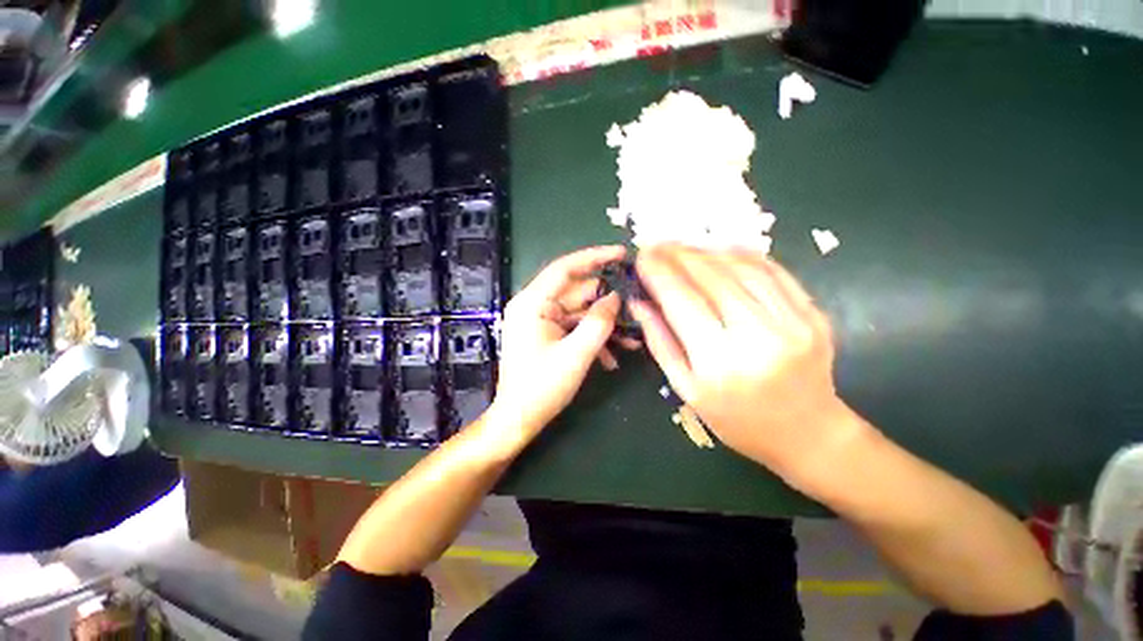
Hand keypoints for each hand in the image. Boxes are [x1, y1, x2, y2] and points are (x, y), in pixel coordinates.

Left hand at [489, 246, 639, 444]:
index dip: (595, 257)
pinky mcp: (546, 334)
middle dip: (607, 302)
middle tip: (636, 307)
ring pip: (579, 312)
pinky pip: (574, 327)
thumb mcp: (576, 354)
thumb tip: (615, 297)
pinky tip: (612, 357)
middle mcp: (534, 305)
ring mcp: (540, 320)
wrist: (518, 420)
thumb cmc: (541, 388)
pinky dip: (592, 338)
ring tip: (631, 340)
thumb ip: (599, 322)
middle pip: (577, 293)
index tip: (622, 253)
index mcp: (532, 303)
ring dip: (604, 325)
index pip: (565, 268)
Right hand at [631, 245, 864, 484]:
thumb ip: (661, 342)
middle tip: (658, 245)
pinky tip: (723, 249)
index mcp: (719, 362)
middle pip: (711, 278)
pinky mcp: (813, 314)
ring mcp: (792, 322)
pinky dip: (745, 255)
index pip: (682, 301)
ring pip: (743, 268)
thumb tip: (640, 303)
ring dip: (708, 251)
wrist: (807, 434)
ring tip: (684, 247)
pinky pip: (774, 273)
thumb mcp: (686, 389)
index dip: (659, 273)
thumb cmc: (736, 419)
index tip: (642, 256)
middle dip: (679, 255)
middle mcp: (757, 336)